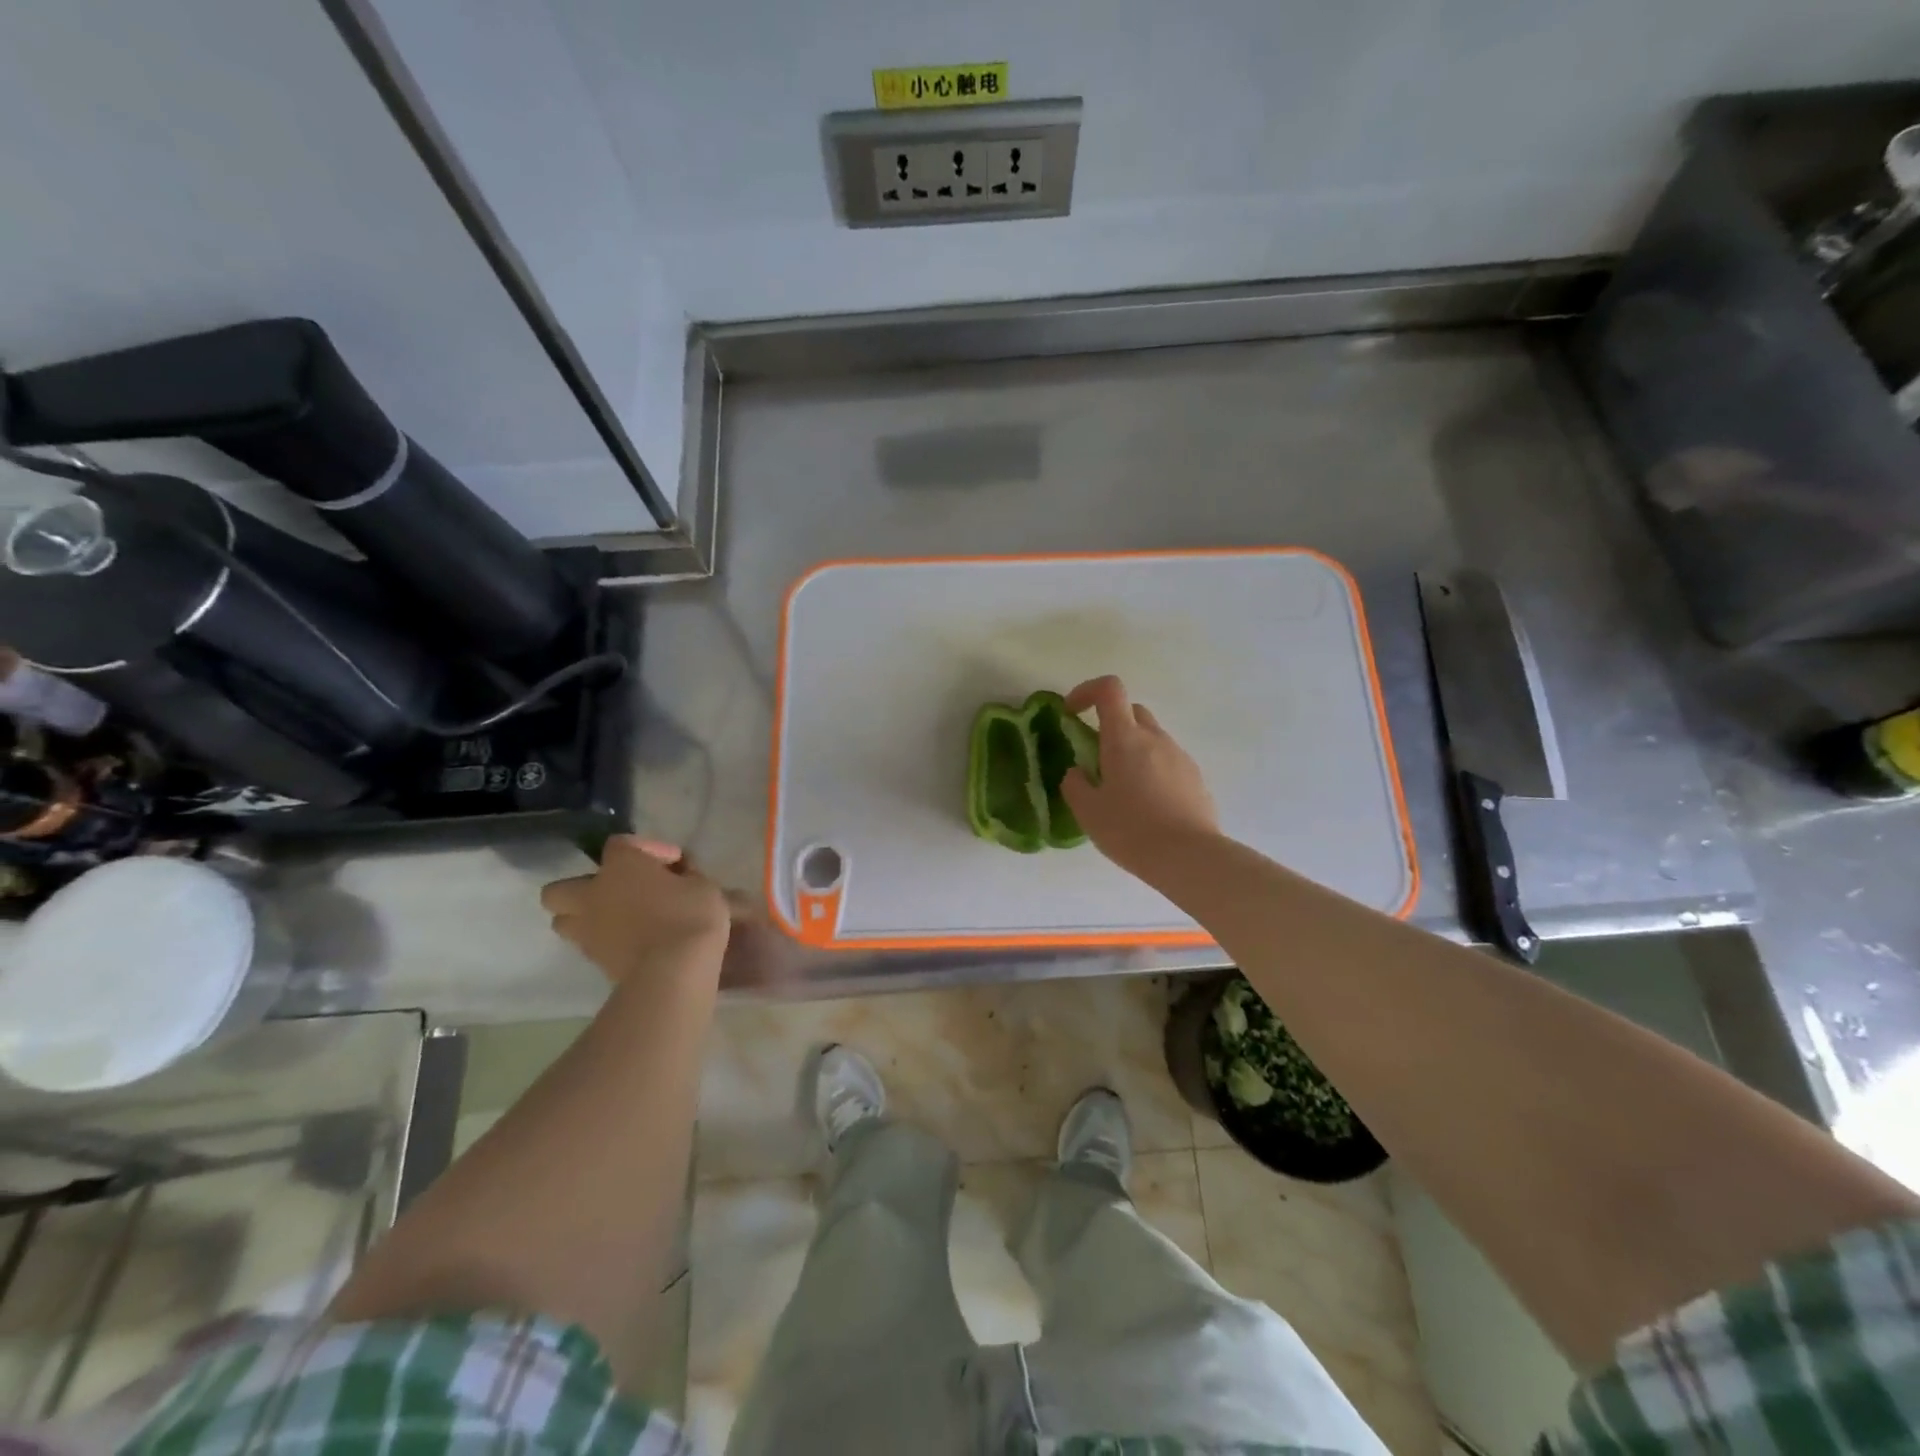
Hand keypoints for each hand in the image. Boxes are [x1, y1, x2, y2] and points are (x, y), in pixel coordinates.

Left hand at [541, 836, 728, 983]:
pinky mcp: (593, 961)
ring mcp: (587, 930)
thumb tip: (680, 877)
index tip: (675, 863)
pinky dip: (604, 941)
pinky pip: (588, 944)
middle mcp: (593, 893)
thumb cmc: (690, 916)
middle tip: (620, 891)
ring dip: (585, 917)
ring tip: (619, 919)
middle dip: (585, 887)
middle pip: (562, 887)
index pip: (620, 843)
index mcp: (620, 865)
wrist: (674, 971)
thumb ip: (686, 876)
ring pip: (564, 920)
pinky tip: (632, 941)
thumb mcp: (703, 885)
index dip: (648, 849)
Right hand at [1061, 675, 1219, 880]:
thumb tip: (1077, 772)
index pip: (1109, 689)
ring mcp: (1180, 756)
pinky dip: (1152, 769)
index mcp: (1124, 738)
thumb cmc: (1131, 830)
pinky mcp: (1195, 777)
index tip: (1072, 713)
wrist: (1189, 857)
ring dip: (1133, 749)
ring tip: (1122, 788)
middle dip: (1110, 722)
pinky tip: (1147, 804)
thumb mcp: (1088, 811)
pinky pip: (1168, 761)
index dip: (1087, 691)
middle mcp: (1155, 738)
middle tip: (1096, 755)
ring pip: (1151, 737)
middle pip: (1132, 711)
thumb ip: (1075, 784)